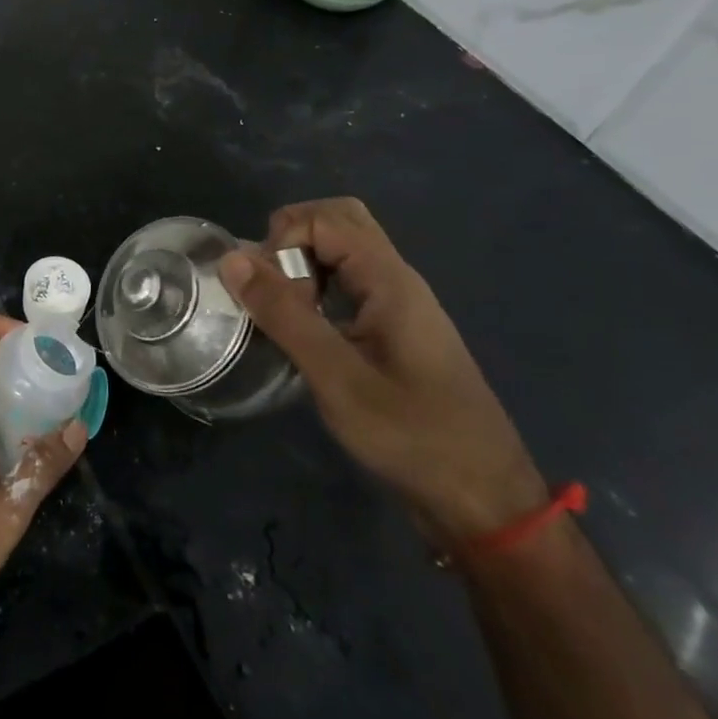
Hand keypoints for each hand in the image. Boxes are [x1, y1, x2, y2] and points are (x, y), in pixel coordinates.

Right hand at [219, 198, 546, 541]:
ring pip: (344, 251)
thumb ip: (284, 314)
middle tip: (268, 285)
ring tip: (279, 309)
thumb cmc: (412, 436)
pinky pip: (349, 282)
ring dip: (303, 263)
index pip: (325, 218)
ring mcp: (398, 305)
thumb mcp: (337, 377)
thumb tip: (233, 258)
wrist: (483, 500)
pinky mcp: (394, 330)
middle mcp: (397, 280)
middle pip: (340, 221)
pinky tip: (302, 329)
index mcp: (389, 280)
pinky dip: (316, 288)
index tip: (267, 291)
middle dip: (291, 237)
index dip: (284, 239)